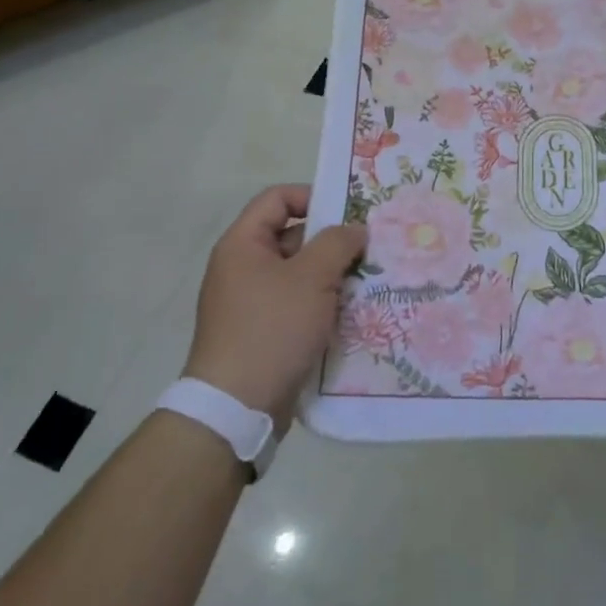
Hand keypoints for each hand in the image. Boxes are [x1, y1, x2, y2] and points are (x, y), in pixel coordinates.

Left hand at [184, 185, 366, 423]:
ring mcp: (251, 302)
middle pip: (293, 235)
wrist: (236, 408)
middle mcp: (243, 267)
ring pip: (300, 273)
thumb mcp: (312, 277)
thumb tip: (355, 229)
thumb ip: (337, 243)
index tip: (349, 213)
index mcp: (243, 244)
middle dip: (332, 241)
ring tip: (368, 280)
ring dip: (332, 274)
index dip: (313, 196)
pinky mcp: (263, 331)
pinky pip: (298, 303)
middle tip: (369, 248)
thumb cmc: (272, 328)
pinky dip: (323, 303)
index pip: (278, 198)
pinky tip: (353, 311)